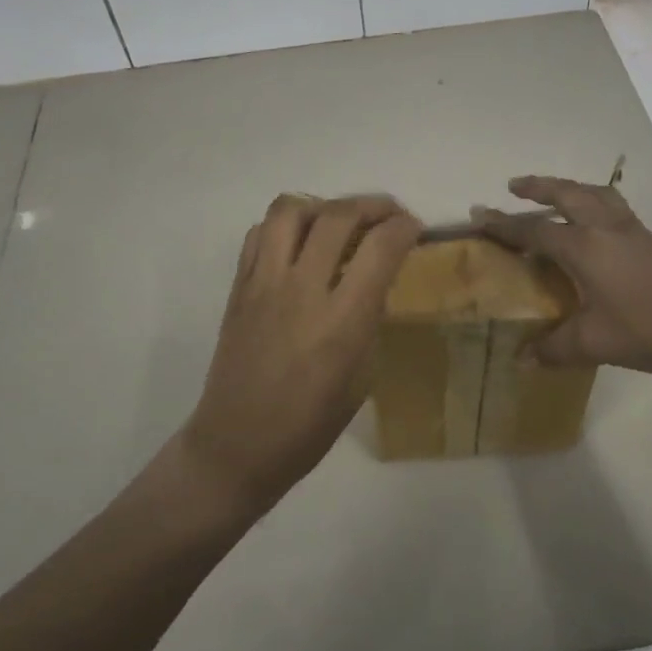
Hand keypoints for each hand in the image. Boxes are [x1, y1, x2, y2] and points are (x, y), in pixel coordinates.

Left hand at [180, 194, 421, 513]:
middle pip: (338, 215)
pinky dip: (285, 225)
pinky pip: (259, 233)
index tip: (415, 228)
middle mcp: (302, 290)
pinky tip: (300, 243)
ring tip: (339, 221)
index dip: (405, 227)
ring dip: (323, 205)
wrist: (237, 446)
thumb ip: (369, 321)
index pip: (380, 248)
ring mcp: (264, 284)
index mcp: (341, 321)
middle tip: (388, 215)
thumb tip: (375, 282)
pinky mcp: (238, 287)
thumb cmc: (308, 426)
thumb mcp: (361, 379)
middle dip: (373, 204)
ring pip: (290, 209)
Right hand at [476, 175, 651, 380]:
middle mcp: (605, 228)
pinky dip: (593, 200)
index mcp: (585, 247)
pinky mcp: (648, 239)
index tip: (479, 216)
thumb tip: (520, 361)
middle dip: (538, 187)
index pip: (535, 230)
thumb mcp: (595, 343)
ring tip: (553, 192)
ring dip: (568, 188)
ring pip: (593, 193)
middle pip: (566, 194)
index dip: (504, 225)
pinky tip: (593, 220)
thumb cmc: (648, 329)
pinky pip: (612, 205)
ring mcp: (630, 230)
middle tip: (514, 185)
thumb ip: (554, 348)